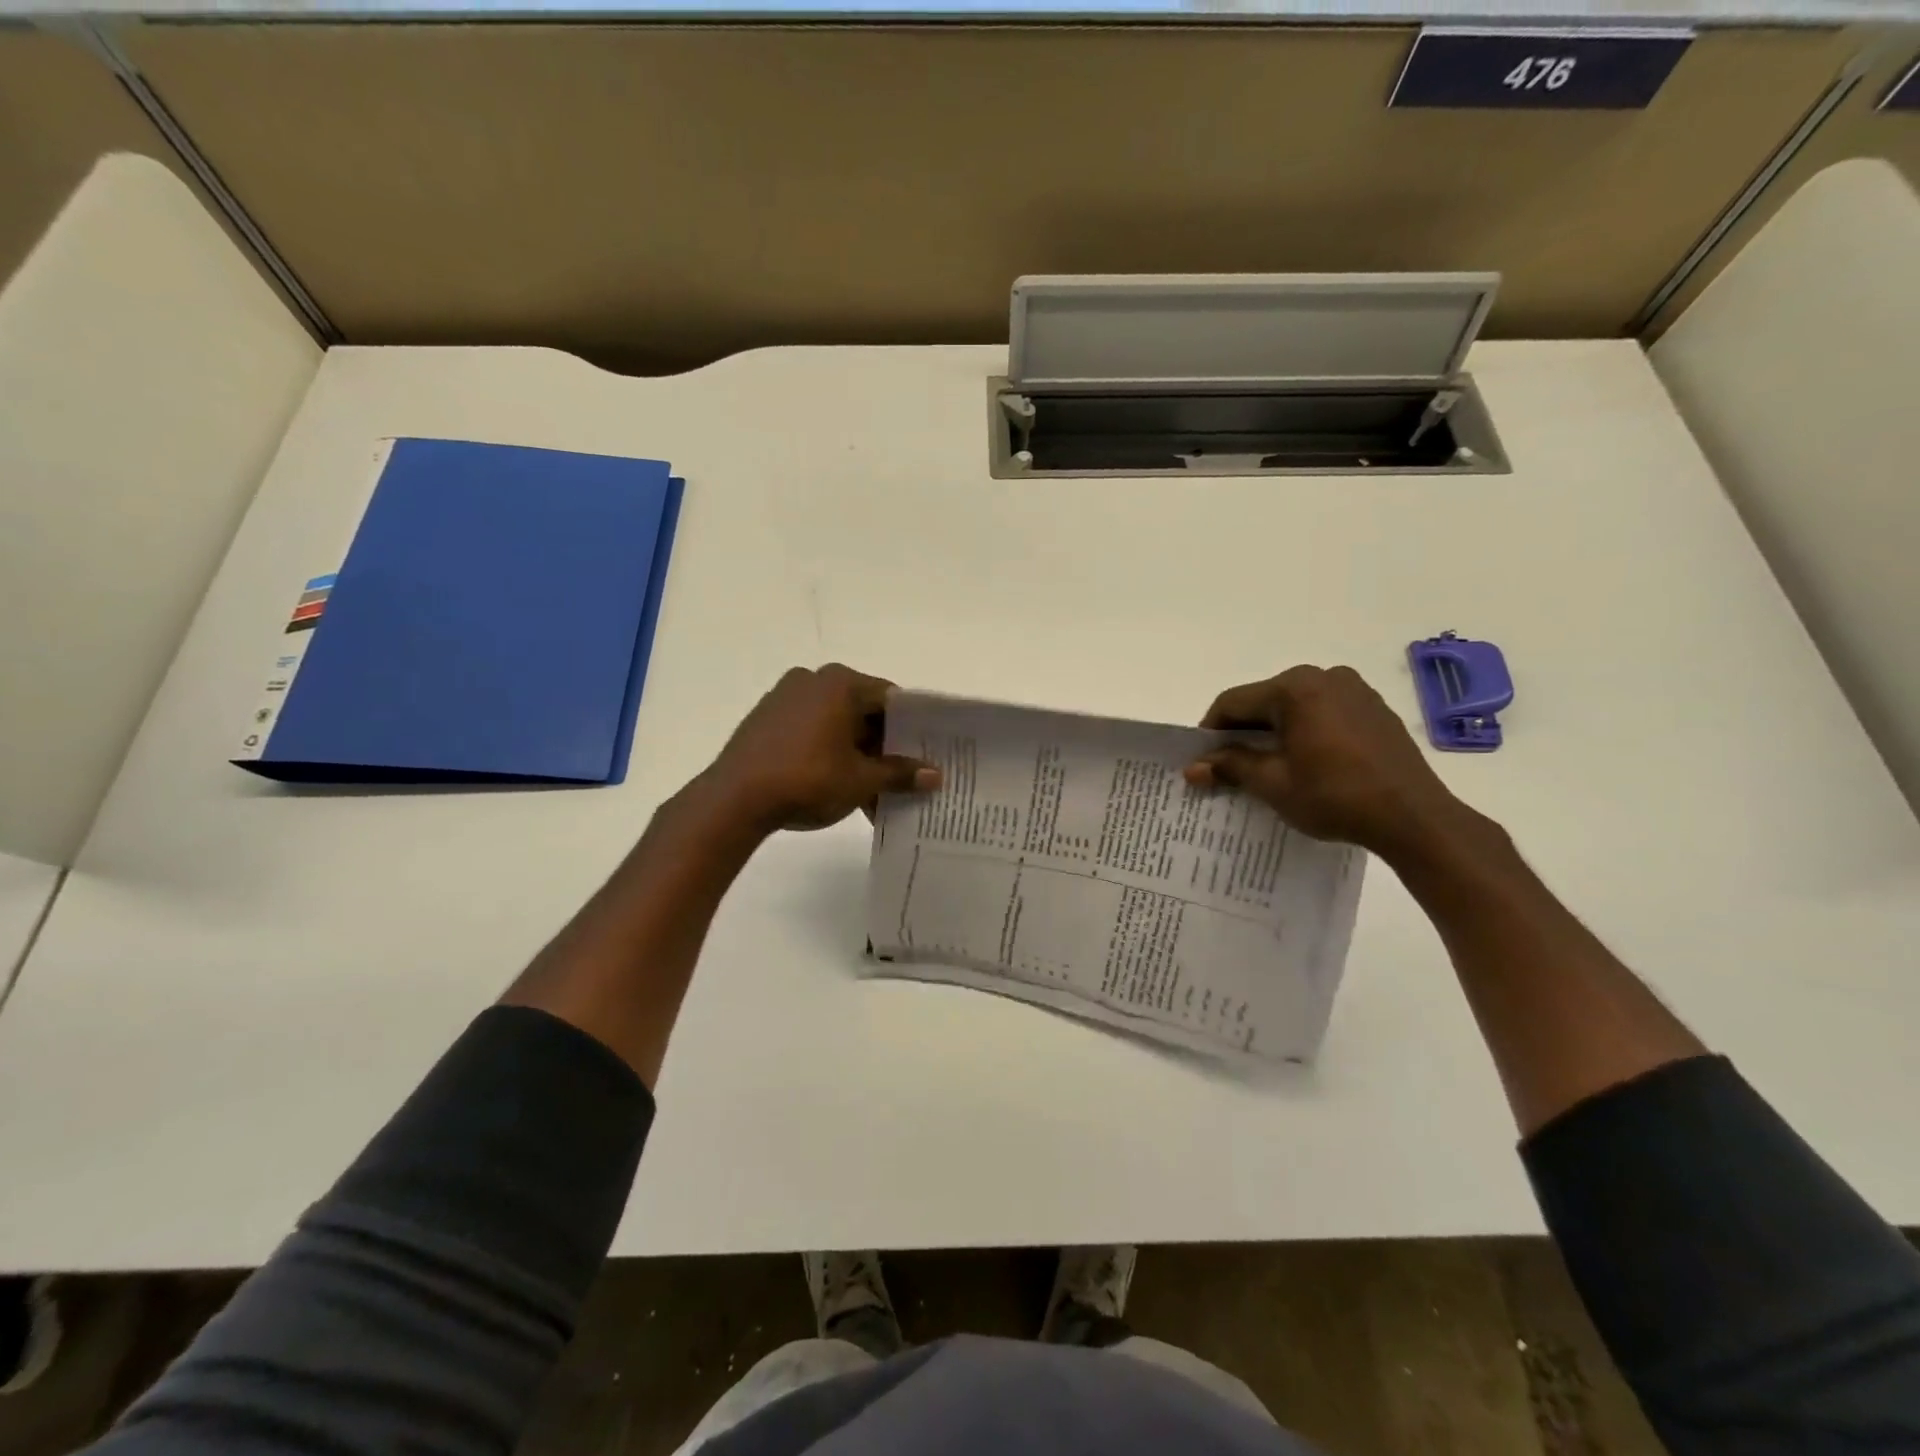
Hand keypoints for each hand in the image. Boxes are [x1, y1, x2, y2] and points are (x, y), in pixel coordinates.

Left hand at [702, 664, 941, 833]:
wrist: (734, 799)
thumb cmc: (808, 779)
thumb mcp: (861, 780)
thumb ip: (900, 774)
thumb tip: (935, 775)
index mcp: (841, 683)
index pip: (890, 699)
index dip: (911, 728)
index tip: (924, 754)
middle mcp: (813, 680)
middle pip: (862, 711)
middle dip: (882, 747)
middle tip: (901, 778)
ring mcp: (785, 697)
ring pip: (836, 724)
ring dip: (856, 755)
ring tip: (870, 793)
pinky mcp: (766, 719)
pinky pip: (811, 730)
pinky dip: (829, 753)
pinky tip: (837, 787)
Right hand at [1183, 665, 1472, 859]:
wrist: (1413, 818)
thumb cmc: (1334, 796)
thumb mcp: (1272, 783)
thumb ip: (1230, 766)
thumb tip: (1193, 768)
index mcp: (1295, 688)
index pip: (1234, 702)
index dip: (1210, 731)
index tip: (1202, 760)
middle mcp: (1324, 677)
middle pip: (1265, 701)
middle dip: (1243, 732)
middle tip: (1230, 766)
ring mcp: (1355, 690)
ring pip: (1295, 707)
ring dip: (1275, 732)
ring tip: (1268, 767)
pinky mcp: (1375, 709)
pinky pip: (1324, 713)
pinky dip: (1305, 732)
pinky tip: (1306, 762)